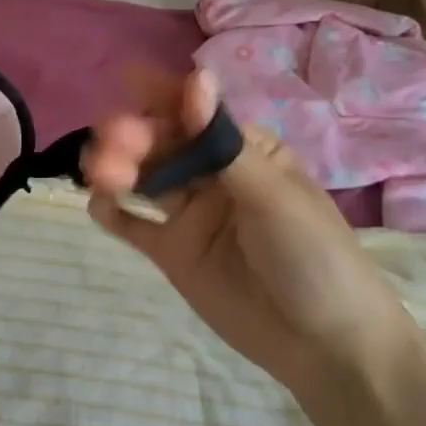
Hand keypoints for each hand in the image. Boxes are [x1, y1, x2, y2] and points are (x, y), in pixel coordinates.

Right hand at [82, 70, 413, 398]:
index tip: (129, 80)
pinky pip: (137, 226)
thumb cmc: (314, 256)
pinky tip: (97, 204)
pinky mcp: (174, 253)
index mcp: (246, 152)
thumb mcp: (272, 195)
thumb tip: (196, 76)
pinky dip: (114, 212)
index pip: (198, 115)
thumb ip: (223, 143)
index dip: (165, 97)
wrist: (328, 348)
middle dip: (137, 137)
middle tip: (110, 140)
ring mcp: (191, 215)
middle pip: (166, 146)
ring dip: (120, 169)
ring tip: (97, 171)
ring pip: (146, 180)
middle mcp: (214, 176)